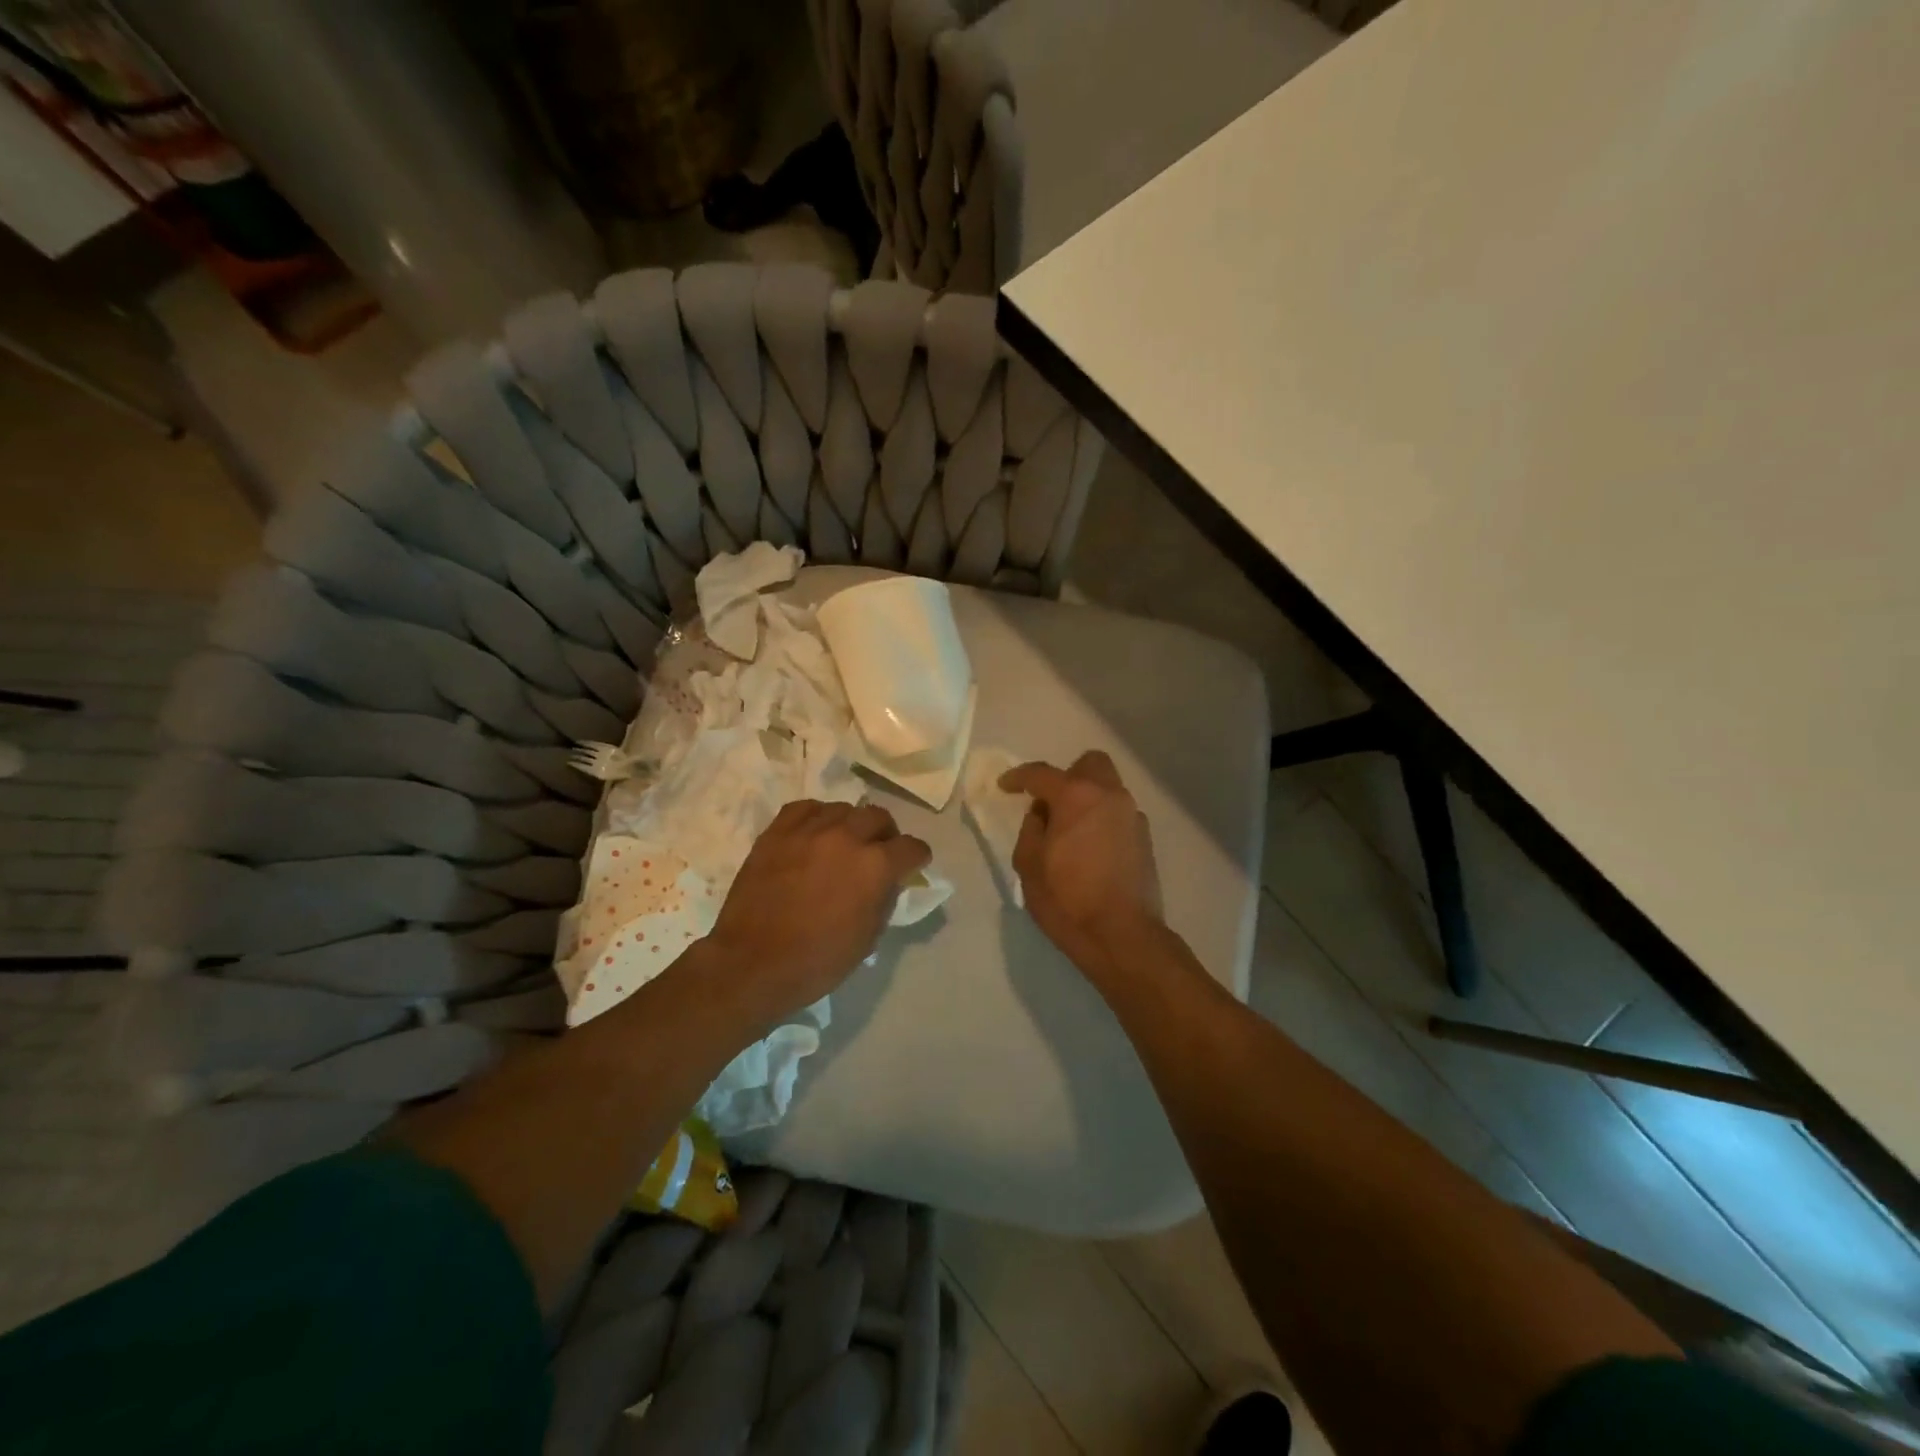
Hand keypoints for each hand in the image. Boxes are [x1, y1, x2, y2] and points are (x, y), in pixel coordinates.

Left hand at [703, 800, 931, 1029]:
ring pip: (842, 809)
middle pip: (878, 817)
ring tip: (843, 842)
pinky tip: (814, 833)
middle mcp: (846, 837)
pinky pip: (805, 808)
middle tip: (878, 852)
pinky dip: (816, 817)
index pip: (911, 847)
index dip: (917, 857)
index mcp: (875, 866)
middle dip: (886, 834)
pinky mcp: (776, 833)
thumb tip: (888, 881)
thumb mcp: (868, 938)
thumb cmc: (817, 961)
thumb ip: (884, 900)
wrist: (752, 963)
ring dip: (851, 824)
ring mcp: (808, 831)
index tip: (913, 865)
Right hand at [1002, 751, 1164, 982]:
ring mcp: (1132, 815)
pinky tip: (1091, 848)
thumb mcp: (1030, 865)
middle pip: (1090, 764)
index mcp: (1076, 796)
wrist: (1122, 936)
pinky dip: (1102, 819)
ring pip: (1108, 788)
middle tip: (1049, 802)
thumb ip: (1031, 829)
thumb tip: (1040, 814)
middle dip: (1067, 774)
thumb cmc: (1068, 900)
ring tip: (1070, 829)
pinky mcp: (1145, 838)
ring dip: (1087, 798)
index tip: (1005, 785)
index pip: (1041, 773)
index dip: (1018, 777)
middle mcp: (1109, 795)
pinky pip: (1119, 813)